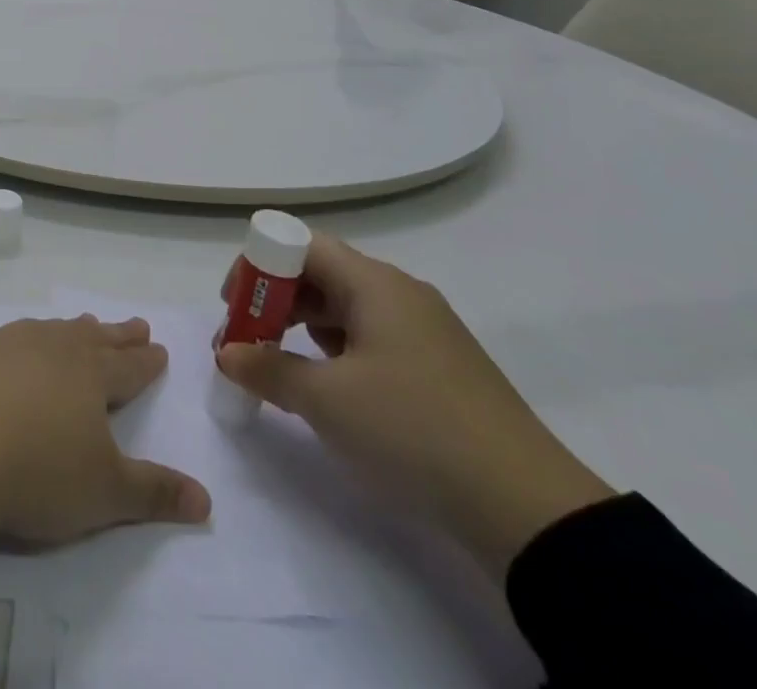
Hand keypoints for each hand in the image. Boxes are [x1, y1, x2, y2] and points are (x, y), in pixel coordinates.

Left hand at [0, 316, 210, 553]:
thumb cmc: (35, 471)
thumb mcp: (104, 494)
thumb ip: (154, 492)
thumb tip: (206, 499)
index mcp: (88, 374)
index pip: (127, 364)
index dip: (146, 360)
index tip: (159, 347)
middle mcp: (48, 346)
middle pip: (90, 337)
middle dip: (115, 334)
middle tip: (134, 324)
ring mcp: (1, 342)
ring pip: (45, 330)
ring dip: (66, 331)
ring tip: (78, 327)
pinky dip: (12, 343)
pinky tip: (4, 348)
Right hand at [217, 235, 612, 578]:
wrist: (529, 511)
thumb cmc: (414, 430)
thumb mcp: (327, 401)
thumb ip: (268, 369)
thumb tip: (227, 353)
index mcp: (374, 284)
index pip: (300, 245)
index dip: (259, 266)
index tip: (234, 306)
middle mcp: (400, 293)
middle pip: (321, 272)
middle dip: (275, 299)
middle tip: (248, 340)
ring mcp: (425, 330)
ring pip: (346, 307)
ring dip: (304, 326)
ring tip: (282, 366)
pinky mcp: (440, 367)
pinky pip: (372, 337)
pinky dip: (338, 350)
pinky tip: (331, 387)